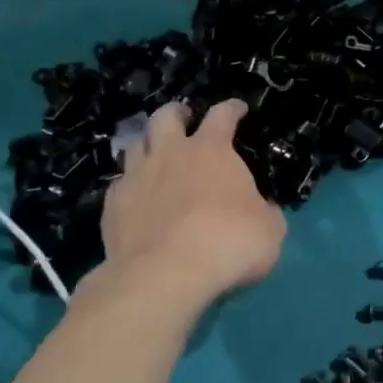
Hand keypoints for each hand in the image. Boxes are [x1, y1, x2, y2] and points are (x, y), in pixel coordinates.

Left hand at [99, 100, 285, 303]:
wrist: (166, 274)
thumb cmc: (229, 242)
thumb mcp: (270, 230)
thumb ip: (266, 212)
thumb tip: (264, 209)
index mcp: (212, 150)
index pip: (222, 115)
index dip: (232, 108)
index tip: (238, 108)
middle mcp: (170, 153)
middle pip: (166, 116)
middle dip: (177, 114)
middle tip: (185, 120)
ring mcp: (136, 176)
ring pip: (135, 145)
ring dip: (148, 145)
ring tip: (155, 155)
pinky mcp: (112, 205)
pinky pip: (120, 184)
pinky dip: (130, 186)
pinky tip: (136, 199)